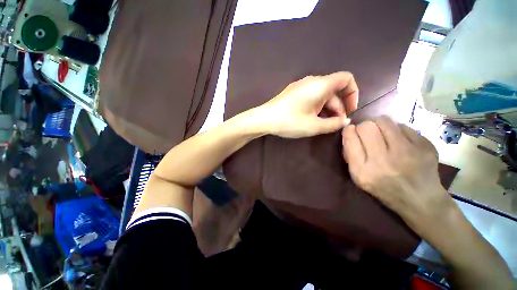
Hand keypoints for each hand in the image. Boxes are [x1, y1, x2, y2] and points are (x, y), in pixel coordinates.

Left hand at [256, 72, 358, 137]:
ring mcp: (301, 86)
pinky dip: (317, 107)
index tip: (349, 110)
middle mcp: (312, 81)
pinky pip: (312, 96)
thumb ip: (333, 124)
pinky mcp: (294, 92)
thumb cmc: (290, 121)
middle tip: (335, 124)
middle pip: (334, 90)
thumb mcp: (314, 126)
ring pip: (322, 95)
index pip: (346, 79)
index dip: (353, 93)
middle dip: (338, 107)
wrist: (264, 119)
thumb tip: (345, 121)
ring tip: (324, 124)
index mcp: (320, 85)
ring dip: (327, 109)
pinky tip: (313, 119)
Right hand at [341, 116, 452, 222]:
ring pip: (384, 121)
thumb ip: (350, 155)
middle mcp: (383, 161)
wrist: (420, 200)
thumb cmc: (384, 188)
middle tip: (367, 132)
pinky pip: (403, 126)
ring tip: (381, 132)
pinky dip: (397, 130)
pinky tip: (399, 140)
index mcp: (362, 171)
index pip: (350, 138)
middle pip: (366, 127)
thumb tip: (349, 132)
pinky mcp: (424, 147)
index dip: (348, 130)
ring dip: (379, 124)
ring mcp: (407, 153)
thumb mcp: (358, 178)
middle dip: (363, 126)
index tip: (350, 130)